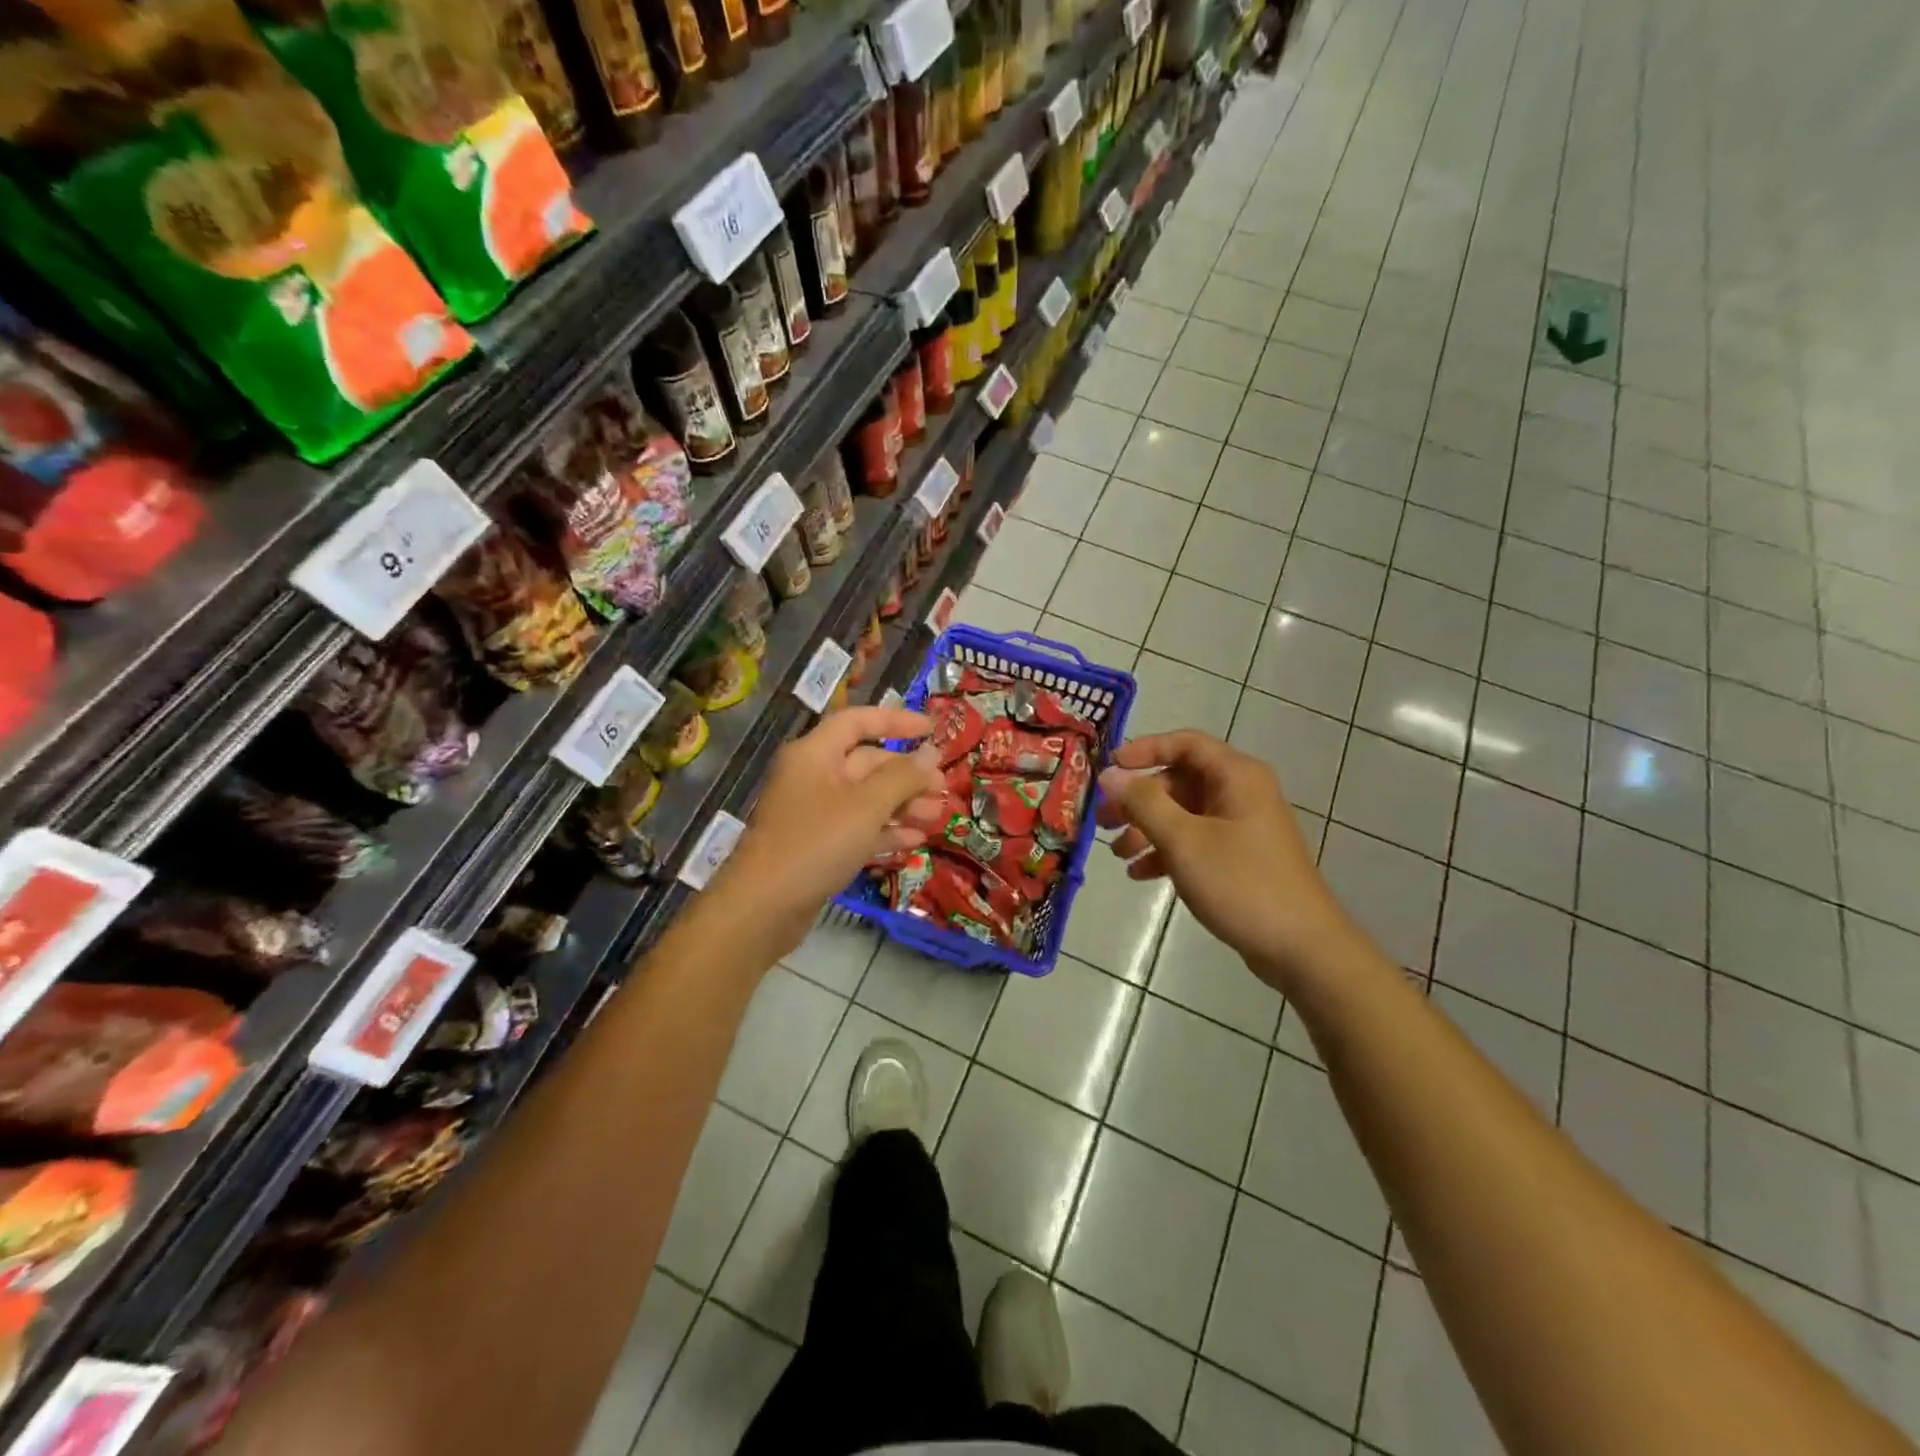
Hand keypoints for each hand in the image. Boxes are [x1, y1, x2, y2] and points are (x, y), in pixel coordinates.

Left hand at [709, 706, 945, 960]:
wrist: (763, 908)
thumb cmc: (815, 844)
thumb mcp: (866, 807)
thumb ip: (902, 777)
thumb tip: (931, 752)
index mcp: (815, 754)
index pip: (858, 721)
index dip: (896, 721)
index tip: (932, 729)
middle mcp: (813, 777)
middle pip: (866, 763)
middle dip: (907, 774)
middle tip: (943, 788)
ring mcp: (813, 813)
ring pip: (866, 799)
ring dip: (902, 805)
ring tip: (937, 816)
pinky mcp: (817, 846)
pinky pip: (857, 828)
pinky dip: (884, 831)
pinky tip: (914, 840)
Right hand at [1097, 731, 1353, 987]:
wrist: (1301, 947)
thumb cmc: (1241, 883)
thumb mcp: (1184, 840)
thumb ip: (1143, 803)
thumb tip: (1109, 774)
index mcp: (1236, 776)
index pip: (1184, 743)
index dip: (1143, 750)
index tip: (1109, 770)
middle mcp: (1241, 792)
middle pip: (1179, 780)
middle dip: (1138, 800)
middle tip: (1103, 820)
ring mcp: (1242, 826)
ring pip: (1183, 813)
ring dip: (1147, 828)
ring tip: (1117, 853)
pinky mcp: (1240, 856)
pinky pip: (1195, 840)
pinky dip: (1167, 851)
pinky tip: (1140, 875)